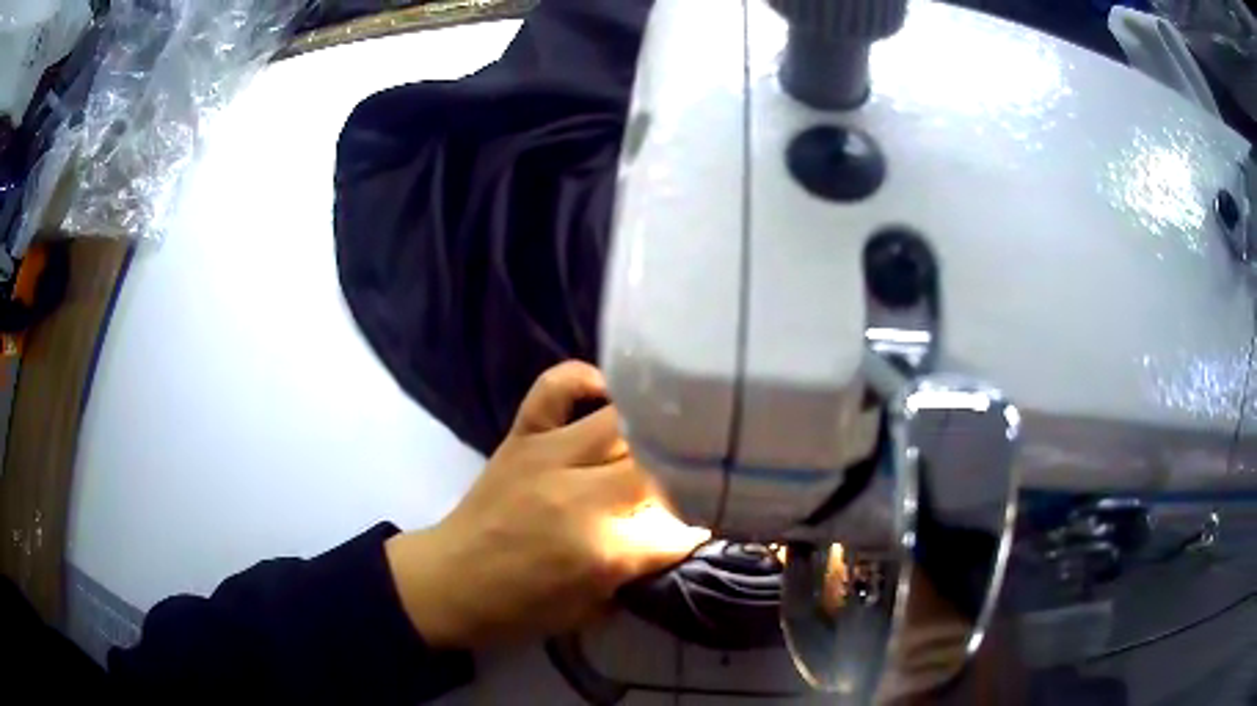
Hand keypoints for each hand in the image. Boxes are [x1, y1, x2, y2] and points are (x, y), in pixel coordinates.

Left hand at [386, 361, 710, 648]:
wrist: (448, 582)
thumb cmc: (521, 609)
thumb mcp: (592, 611)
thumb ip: (639, 573)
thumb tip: (680, 538)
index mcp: (600, 551)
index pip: (675, 528)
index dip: (697, 530)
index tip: (707, 527)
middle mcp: (579, 494)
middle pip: (657, 468)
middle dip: (684, 480)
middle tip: (690, 487)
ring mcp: (548, 455)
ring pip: (622, 423)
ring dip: (652, 434)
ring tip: (665, 442)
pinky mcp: (522, 435)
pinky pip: (556, 387)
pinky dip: (586, 381)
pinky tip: (607, 396)